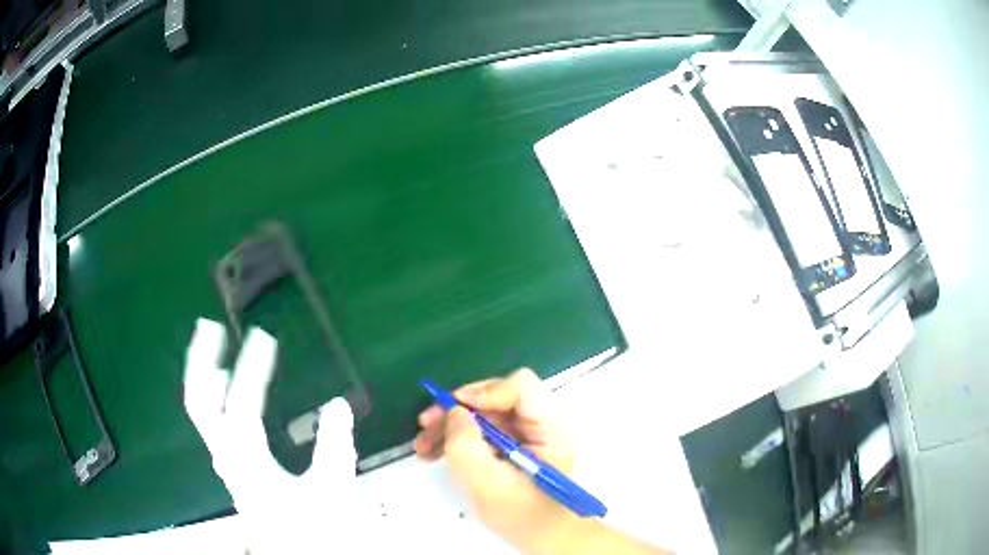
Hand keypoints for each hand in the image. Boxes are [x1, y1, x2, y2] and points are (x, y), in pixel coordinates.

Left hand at [183, 318, 360, 553]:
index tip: (265, 337)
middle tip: (209, 328)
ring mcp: (224, 459)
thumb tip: (338, 405)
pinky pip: (211, 420)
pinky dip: (211, 393)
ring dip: (200, 373)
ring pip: (200, 409)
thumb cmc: (312, 529)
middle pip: (200, 401)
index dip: (252, 368)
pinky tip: (221, 385)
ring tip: (209, 345)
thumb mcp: (331, 491)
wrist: (293, 554)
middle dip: (199, 360)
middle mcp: (227, 456)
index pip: (242, 404)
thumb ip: (334, 448)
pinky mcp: (231, 464)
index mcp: (249, 461)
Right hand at [414, 369, 575, 551]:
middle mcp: (541, 424)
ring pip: (485, 413)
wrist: (541, 536)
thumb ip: (466, 445)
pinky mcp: (515, 445)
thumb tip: (455, 412)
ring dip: (452, 425)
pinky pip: (484, 430)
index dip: (485, 392)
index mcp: (549, 429)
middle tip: (425, 425)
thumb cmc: (521, 516)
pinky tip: (436, 452)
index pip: (521, 387)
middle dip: (458, 409)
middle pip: (497, 398)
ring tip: (424, 446)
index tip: (454, 409)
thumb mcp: (487, 483)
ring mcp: (528, 434)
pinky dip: (460, 438)